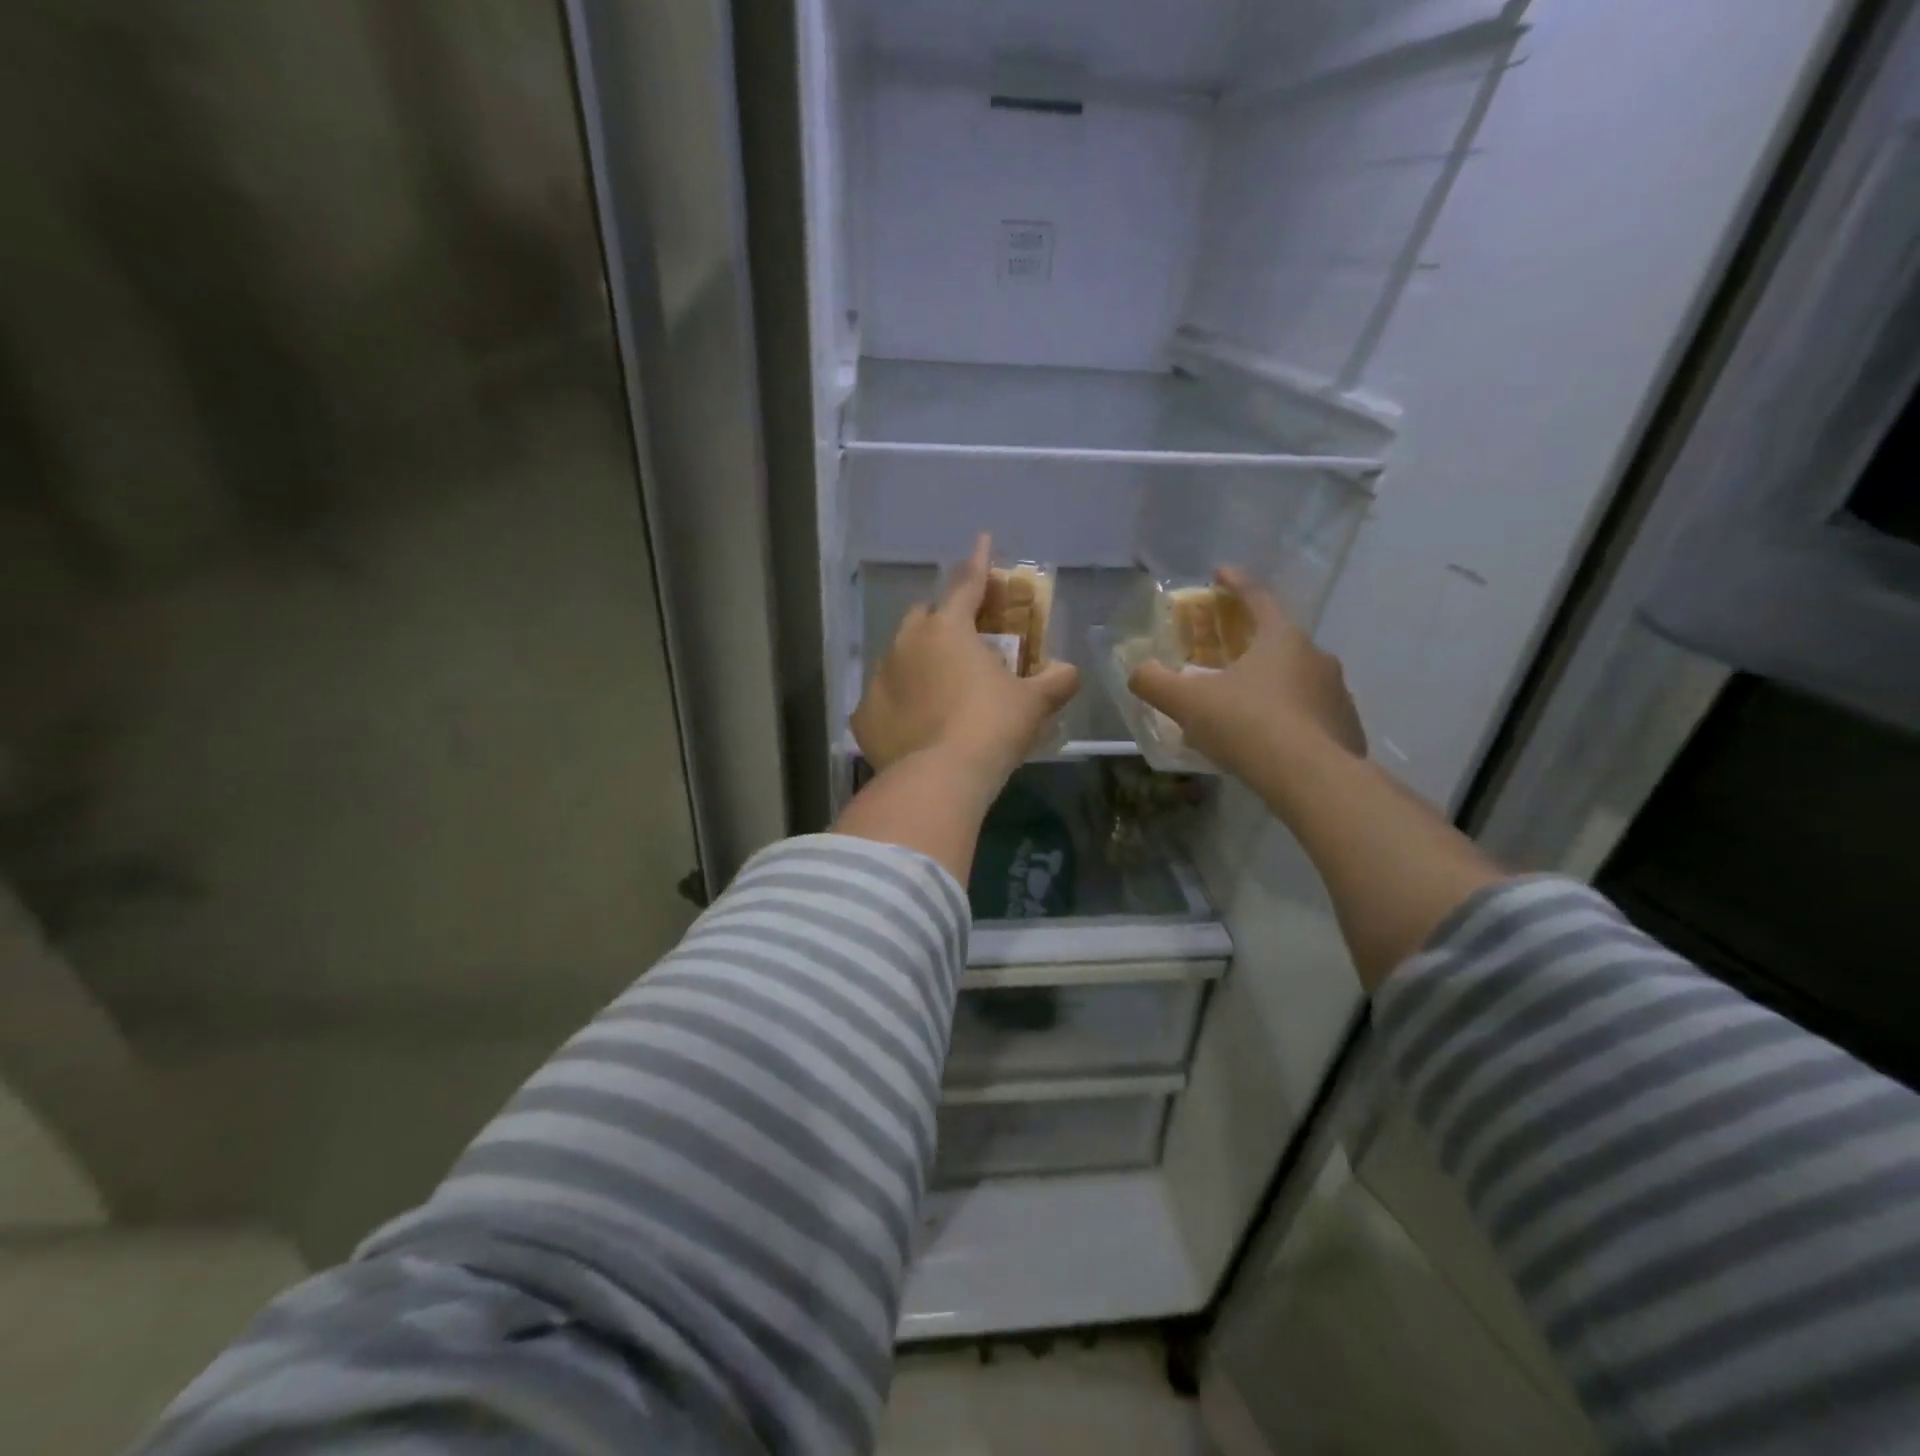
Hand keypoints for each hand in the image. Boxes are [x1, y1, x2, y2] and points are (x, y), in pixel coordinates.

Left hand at [852, 535, 1079, 790]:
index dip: (979, 561)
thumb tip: (1071, 672)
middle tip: (964, 643)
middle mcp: (906, 643)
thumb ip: (1055, 681)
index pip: (967, 583)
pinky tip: (914, 727)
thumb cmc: (992, 727)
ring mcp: (878, 678)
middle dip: (943, 620)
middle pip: (924, 616)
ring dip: (918, 663)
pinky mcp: (863, 716)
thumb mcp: (1033, 703)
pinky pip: (882, 701)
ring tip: (938, 690)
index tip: (982, 540)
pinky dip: (898, 706)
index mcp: (948, 628)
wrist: (940, 778)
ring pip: (898, 657)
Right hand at [1128, 568, 1364, 779]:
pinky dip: (1290, 717)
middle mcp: (1316, 657)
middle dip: (1252, 641)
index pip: (1257, 598)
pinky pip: (1311, 713)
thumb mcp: (1187, 702)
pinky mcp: (1346, 729)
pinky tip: (1271, 739)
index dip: (1235, 583)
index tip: (1220, 572)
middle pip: (1279, 639)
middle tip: (1226, 652)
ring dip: (1272, 683)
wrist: (1310, 778)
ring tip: (1246, 703)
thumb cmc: (1246, 724)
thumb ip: (1155, 682)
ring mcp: (1337, 693)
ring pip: (1298, 679)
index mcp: (1281, 638)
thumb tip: (1137, 672)